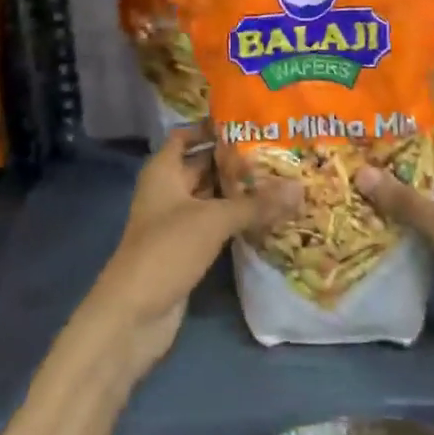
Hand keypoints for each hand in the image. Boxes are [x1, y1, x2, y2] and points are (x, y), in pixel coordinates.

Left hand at [79, 128, 300, 378]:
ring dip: (239, 191)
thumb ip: (256, 203)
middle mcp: (168, 190)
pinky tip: (268, 216)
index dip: (212, 126)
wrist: (134, 314)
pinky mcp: (186, 249)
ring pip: (211, 197)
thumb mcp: (213, 220)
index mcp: (163, 171)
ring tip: (281, 178)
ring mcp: (176, 222)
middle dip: (235, 160)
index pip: (186, 136)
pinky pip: (215, 224)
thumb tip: (300, 187)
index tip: (249, 120)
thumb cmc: (166, 250)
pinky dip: (236, 219)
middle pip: (203, 165)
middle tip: (278, 150)